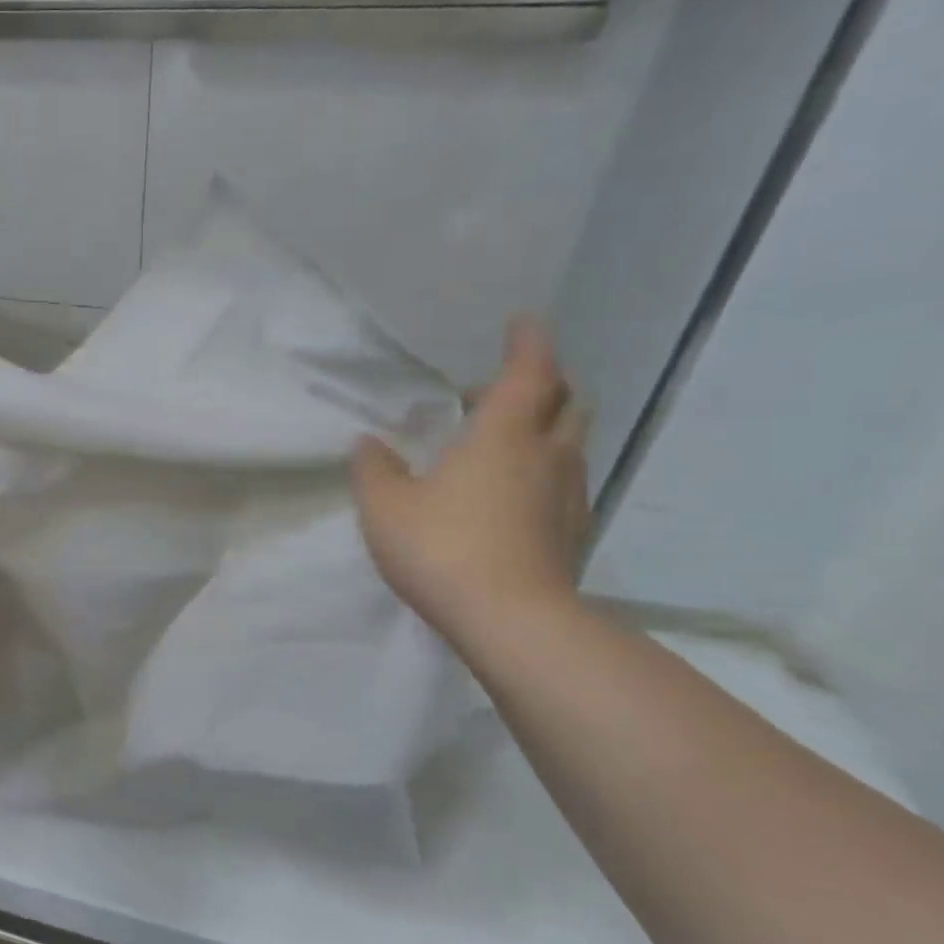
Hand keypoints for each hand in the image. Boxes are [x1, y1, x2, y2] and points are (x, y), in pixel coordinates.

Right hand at [351, 318, 589, 645]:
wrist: (512, 621)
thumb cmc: (442, 547)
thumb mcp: (385, 506)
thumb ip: (374, 469)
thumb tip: (369, 443)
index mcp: (503, 435)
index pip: (529, 371)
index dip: (527, 343)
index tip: (521, 323)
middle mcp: (547, 455)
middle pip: (564, 402)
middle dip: (538, 386)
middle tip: (495, 394)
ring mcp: (569, 495)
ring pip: (569, 444)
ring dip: (544, 429)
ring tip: (501, 444)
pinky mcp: (573, 533)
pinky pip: (565, 483)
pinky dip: (544, 472)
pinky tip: (512, 496)